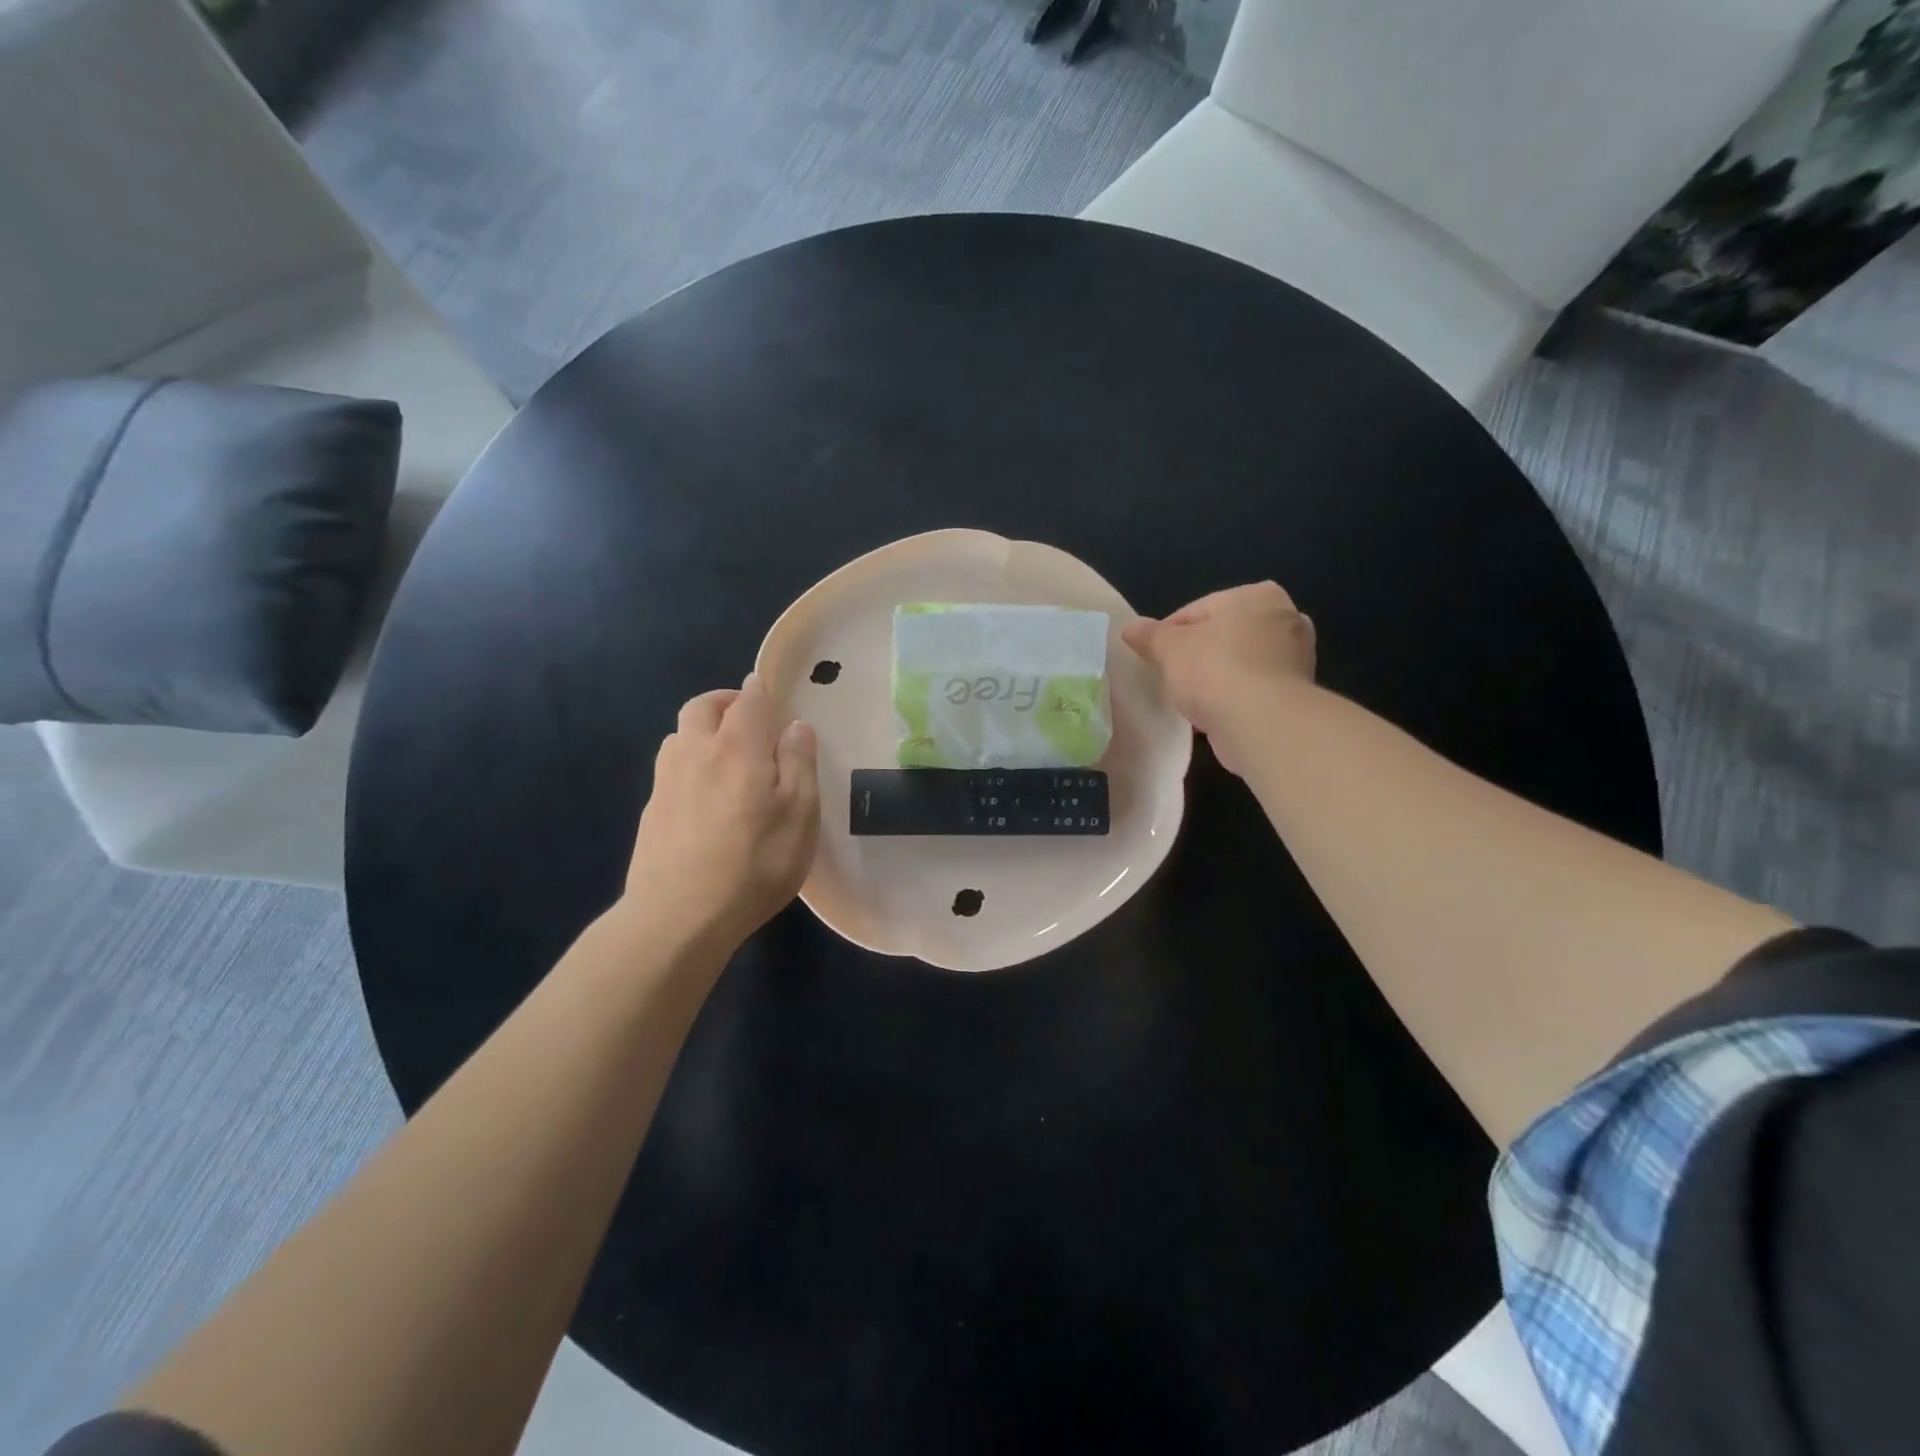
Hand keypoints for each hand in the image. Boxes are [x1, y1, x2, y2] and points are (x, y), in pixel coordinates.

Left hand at [625, 674, 820, 945]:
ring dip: (702, 729)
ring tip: (725, 752)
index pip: (749, 699)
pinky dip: (689, 761)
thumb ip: (798, 764)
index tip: (774, 696)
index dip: (762, 691)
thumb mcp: (800, 815)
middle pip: (702, 707)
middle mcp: (696, 752)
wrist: (679, 916)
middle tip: (748, 716)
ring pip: (679, 734)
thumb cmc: (755, 863)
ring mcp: (667, 781)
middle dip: (725, 701)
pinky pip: (670, 767)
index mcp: (738, 747)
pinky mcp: (652, 811)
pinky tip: (703, 792)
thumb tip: (796, 725)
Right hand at [1121, 582, 1315, 773]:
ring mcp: (1297, 657)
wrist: (1262, 723)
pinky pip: (1254, 689)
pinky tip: (1215, 714)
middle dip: (1199, 654)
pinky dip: (1236, 698)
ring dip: (1218, 677)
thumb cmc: (1215, 671)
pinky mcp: (1297, 692)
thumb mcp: (1168, 648)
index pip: (1199, 610)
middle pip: (1224, 635)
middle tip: (1172, 676)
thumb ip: (1149, 635)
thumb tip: (1131, 628)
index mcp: (1257, 596)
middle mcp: (1286, 618)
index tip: (1153, 656)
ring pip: (1241, 662)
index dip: (1169, 633)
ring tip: (1191, 699)